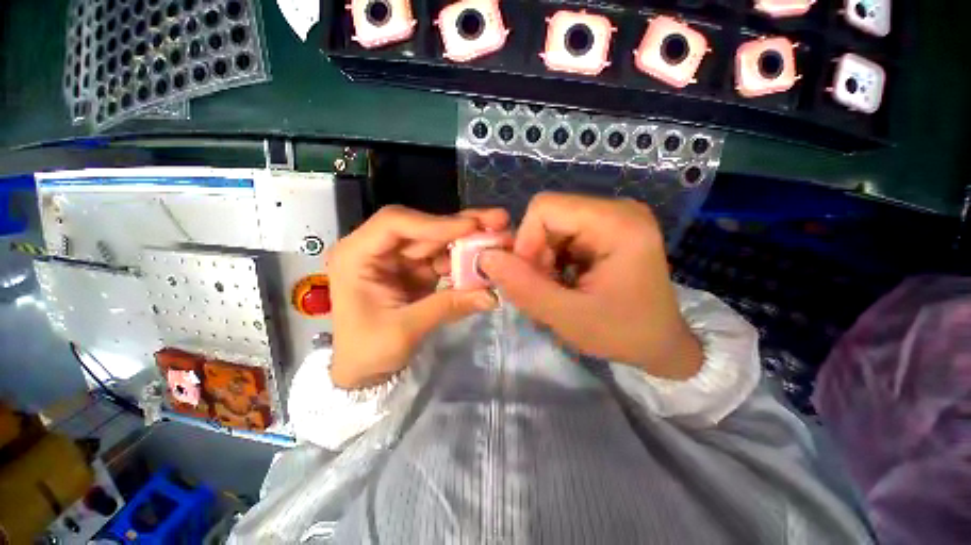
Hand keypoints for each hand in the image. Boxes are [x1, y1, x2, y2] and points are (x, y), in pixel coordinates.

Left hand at [327, 206, 508, 388]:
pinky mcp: (415, 270)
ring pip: (437, 241)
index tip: (472, 227)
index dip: (435, 223)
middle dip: (462, 226)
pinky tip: (485, 261)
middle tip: (498, 220)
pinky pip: (443, 260)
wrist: (362, 371)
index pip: (395, 224)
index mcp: (356, 255)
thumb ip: (447, 307)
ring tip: (500, 239)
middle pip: (423, 228)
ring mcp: (399, 259)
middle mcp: (377, 249)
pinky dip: (464, 261)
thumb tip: (491, 296)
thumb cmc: (367, 351)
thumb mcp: (405, 330)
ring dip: (468, 242)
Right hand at [479, 193, 701, 379]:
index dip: (525, 242)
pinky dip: (552, 259)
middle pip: (547, 215)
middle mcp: (617, 209)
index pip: (545, 208)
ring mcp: (612, 217)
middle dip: (534, 254)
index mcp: (618, 223)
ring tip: (556, 288)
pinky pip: (561, 235)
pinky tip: (564, 281)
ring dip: (542, 259)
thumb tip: (486, 257)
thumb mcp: (568, 317)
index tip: (531, 278)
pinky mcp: (606, 229)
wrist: (661, 343)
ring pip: (550, 226)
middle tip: (545, 288)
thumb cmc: (623, 333)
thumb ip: (523, 287)